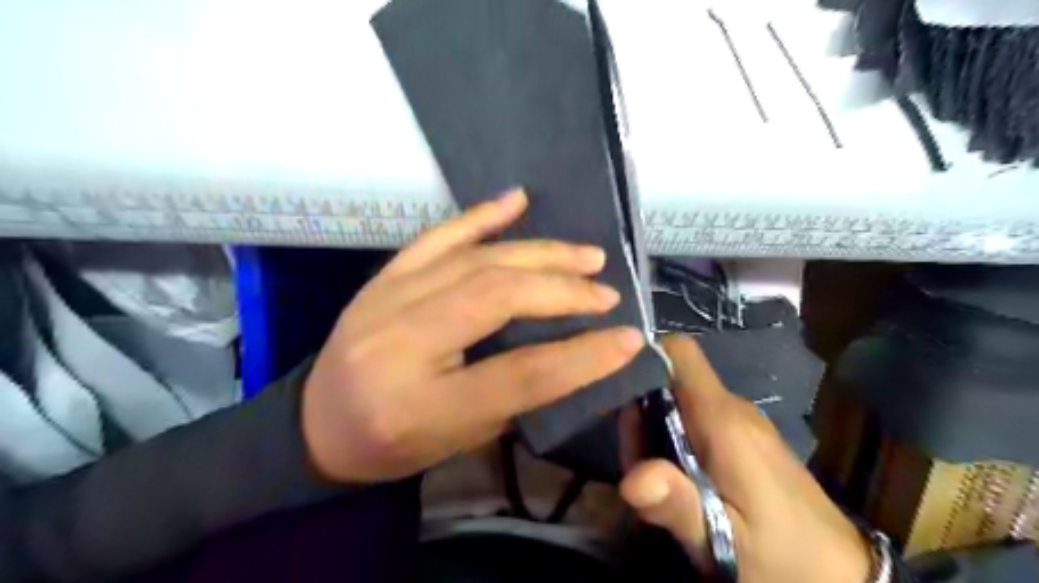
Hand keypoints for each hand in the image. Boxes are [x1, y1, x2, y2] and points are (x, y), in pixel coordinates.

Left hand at [301, 190, 645, 483]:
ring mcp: (386, 300)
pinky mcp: (383, 277)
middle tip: (605, 292)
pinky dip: (481, 216)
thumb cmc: (392, 445)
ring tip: (586, 255)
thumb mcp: (459, 441)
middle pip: (497, 299)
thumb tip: (575, 352)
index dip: (582, 356)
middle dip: (563, 291)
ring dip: (539, 254)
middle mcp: (402, 343)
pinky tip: (518, 200)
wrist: (315, 425)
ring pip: (476, 261)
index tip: (629, 338)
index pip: (520, 374)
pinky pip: (437, 237)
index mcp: (424, 406)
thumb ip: (515, 396)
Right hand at [620, 334, 870, 582]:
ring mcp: (742, 420)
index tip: (619, 393)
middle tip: (636, 463)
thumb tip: (629, 480)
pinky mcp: (746, 435)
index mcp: (723, 420)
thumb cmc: (784, 558)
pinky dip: (676, 435)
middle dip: (641, 410)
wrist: (847, 576)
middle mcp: (732, 408)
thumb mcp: (725, 542)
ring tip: (658, 477)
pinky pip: (698, 416)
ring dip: (656, 427)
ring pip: (681, 398)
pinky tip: (681, 476)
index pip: (679, 352)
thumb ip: (678, 505)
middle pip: (670, 379)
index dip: (644, 359)